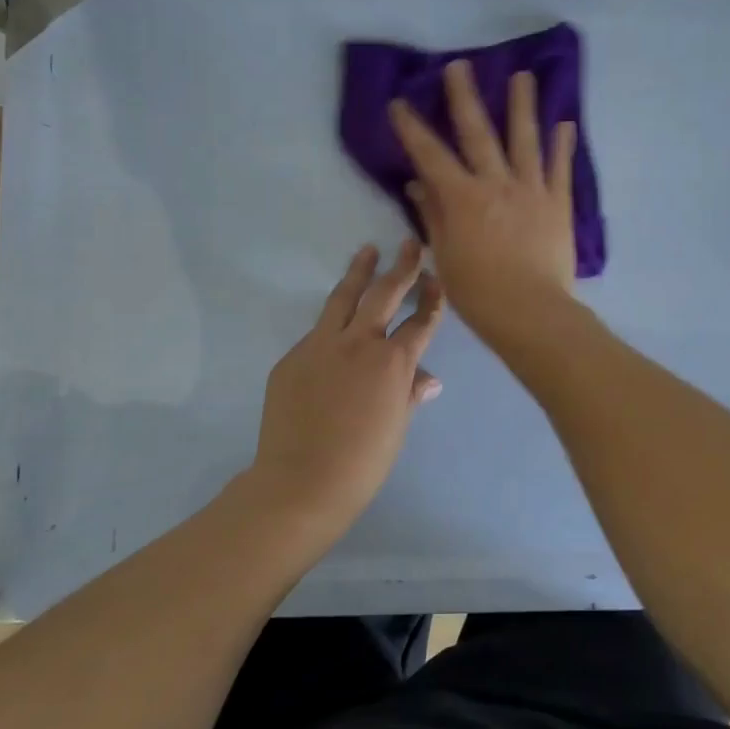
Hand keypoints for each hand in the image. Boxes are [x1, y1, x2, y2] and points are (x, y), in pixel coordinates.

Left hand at [244, 240, 444, 536]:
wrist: (301, 482)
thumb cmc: (362, 462)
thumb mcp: (397, 427)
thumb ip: (410, 394)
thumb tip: (428, 379)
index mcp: (392, 362)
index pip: (420, 322)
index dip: (432, 300)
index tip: (437, 281)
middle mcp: (358, 343)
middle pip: (383, 294)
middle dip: (400, 267)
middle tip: (409, 246)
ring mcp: (320, 346)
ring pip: (343, 298)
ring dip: (358, 273)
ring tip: (367, 252)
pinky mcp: (292, 358)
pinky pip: (317, 333)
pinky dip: (331, 325)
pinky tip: (335, 328)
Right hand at [388, 61, 578, 345]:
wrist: (532, 313)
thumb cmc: (479, 293)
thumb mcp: (446, 256)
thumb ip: (433, 215)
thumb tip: (417, 183)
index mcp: (463, 198)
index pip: (430, 155)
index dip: (412, 128)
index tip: (399, 103)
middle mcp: (496, 183)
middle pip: (478, 133)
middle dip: (464, 97)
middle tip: (459, 65)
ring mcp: (532, 190)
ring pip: (525, 139)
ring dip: (523, 105)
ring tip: (523, 75)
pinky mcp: (558, 204)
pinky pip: (561, 169)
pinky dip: (562, 145)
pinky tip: (565, 123)